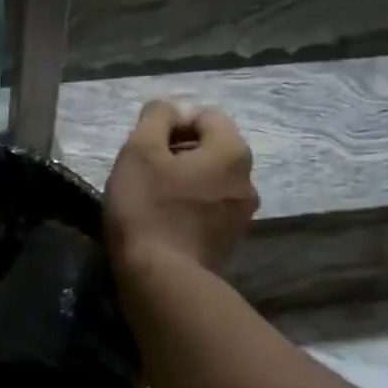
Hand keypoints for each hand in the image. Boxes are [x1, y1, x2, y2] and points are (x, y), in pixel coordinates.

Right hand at [103, 100, 257, 272]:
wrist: (160, 278)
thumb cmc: (147, 208)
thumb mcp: (139, 151)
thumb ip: (157, 118)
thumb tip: (171, 109)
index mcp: (232, 151)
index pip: (204, 116)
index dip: (171, 125)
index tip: (145, 149)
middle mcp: (248, 179)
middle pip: (210, 150)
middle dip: (179, 155)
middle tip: (145, 174)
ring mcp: (242, 215)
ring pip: (210, 182)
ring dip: (185, 183)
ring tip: (153, 201)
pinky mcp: (229, 242)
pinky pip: (208, 211)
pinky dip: (189, 210)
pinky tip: (165, 224)